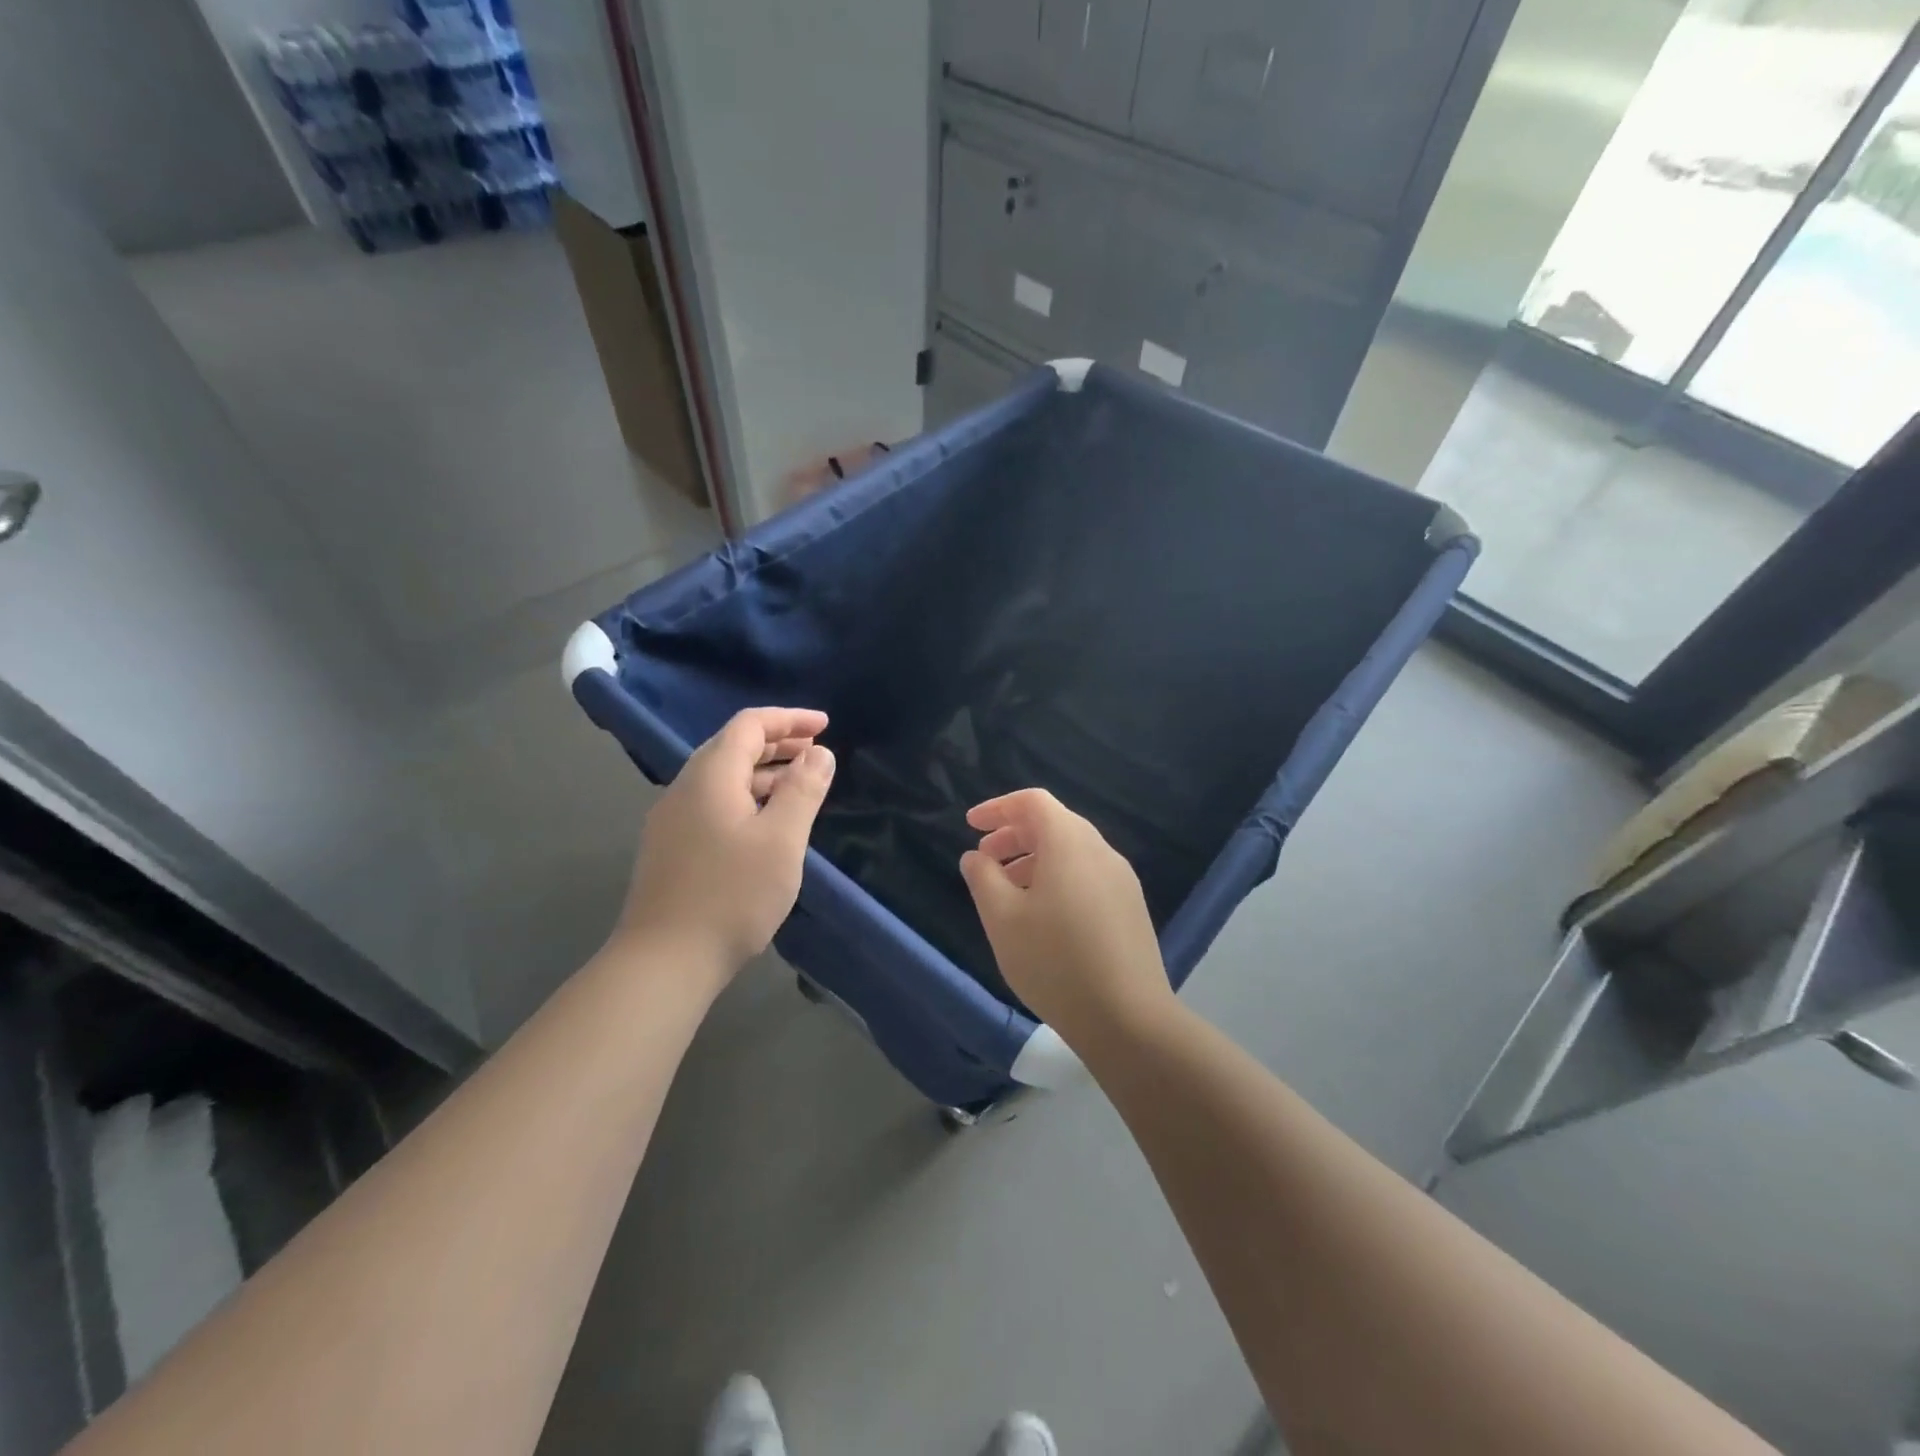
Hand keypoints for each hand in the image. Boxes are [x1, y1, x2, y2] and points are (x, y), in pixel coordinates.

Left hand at [612, 707, 835, 973]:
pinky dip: (746, 798)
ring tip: (799, 786)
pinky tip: (765, 824)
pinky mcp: (670, 848)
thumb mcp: (781, 840)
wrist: (664, 961)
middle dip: (777, 743)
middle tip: (817, 753)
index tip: (825, 726)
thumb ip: (803, 790)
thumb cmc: (731, 895)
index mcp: (710, 776)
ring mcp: (672, 820)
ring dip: (763, 773)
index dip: (789, 719)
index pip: (749, 725)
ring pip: (722, 778)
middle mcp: (685, 788)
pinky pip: (713, 803)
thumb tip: (820, 753)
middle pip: (732, 747)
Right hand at [958, 789, 1173, 1043]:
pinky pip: (1087, 875)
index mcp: (1070, 842)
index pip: (1033, 802)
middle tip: (984, 860)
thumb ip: (983, 878)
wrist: (1128, 1018)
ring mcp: (1121, 879)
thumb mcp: (1002, 918)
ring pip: (1071, 851)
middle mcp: (1101, 850)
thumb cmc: (1055, 961)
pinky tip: (1043, 916)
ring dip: (1034, 859)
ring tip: (1008, 892)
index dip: (998, 808)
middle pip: (1054, 823)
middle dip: (1013, 835)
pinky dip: (1058, 878)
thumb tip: (977, 857)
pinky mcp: (1130, 907)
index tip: (971, 826)